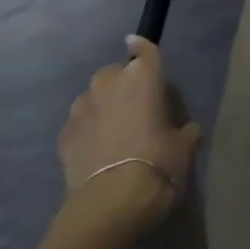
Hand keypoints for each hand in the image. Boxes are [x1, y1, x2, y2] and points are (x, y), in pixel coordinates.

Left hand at [55, 36, 202, 239]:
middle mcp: (108, 85)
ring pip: (93, 98)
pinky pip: (80, 123)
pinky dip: (89, 130)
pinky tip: (99, 150)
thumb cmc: (159, 165)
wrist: (111, 204)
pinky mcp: (63, 136)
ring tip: (115, 131)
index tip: (137, 44)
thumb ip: (183, 130)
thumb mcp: (185, 147)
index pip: (144, 51)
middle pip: (114, 73)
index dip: (143, 47)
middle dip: (123, 84)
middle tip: (137, 106)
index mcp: (143, 80)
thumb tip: (184, 129)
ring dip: (103, 106)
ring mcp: (81, 110)